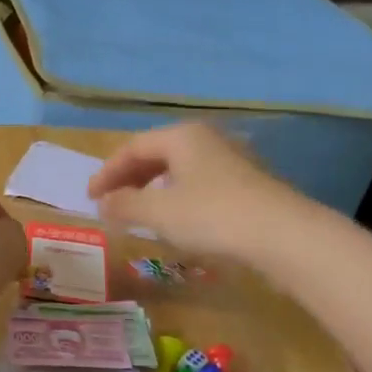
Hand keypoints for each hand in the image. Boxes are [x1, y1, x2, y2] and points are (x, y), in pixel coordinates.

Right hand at [87, 123, 301, 261]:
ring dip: (153, 188)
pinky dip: (177, 196)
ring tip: (138, 210)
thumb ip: (124, 204)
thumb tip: (104, 203)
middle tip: (110, 201)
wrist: (282, 235)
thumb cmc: (211, 216)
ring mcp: (231, 160)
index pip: (132, 147)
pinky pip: (199, 183)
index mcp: (182, 136)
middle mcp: (207, 139)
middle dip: (129, 178)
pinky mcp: (247, 184)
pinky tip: (176, 218)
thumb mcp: (158, 212)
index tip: (89, 197)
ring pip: (180, 169)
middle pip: (157, 153)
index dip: (107, 172)